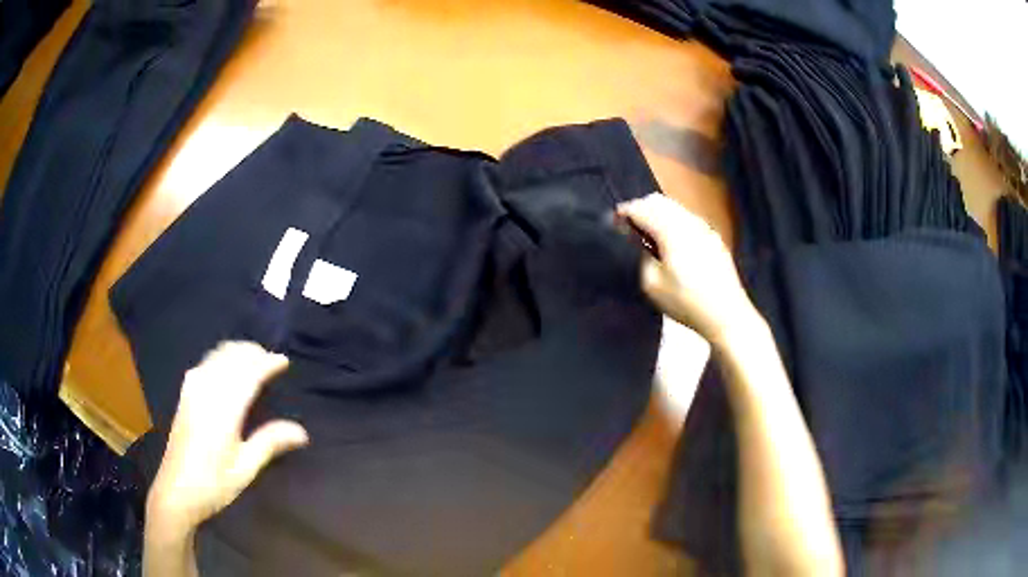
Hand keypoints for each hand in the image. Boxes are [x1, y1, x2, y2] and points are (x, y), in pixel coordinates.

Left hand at [147, 342, 308, 532]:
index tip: (284, 361)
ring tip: (253, 359)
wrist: (176, 491)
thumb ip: (269, 443)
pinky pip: (205, 363)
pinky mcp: (185, 394)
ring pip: (216, 356)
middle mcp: (206, 392)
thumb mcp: (245, 468)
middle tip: (271, 360)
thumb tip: (302, 432)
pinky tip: (225, 367)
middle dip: (252, 353)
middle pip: (231, 357)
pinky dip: (220, 357)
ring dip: (236, 352)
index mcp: (223, 410)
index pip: (247, 374)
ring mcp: (192, 391)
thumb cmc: (213, 484)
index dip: (266, 363)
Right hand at [617, 193, 757, 343]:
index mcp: (671, 230)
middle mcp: (688, 221)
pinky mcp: (713, 238)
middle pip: (659, 201)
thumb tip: (639, 240)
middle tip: (629, 226)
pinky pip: (688, 219)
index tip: (613, 221)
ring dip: (658, 213)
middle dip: (641, 208)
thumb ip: (641, 255)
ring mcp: (704, 228)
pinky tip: (671, 242)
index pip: (642, 208)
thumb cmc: (686, 302)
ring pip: (675, 207)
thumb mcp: (652, 284)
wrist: (726, 314)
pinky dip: (673, 221)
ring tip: (648, 234)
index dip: (624, 212)